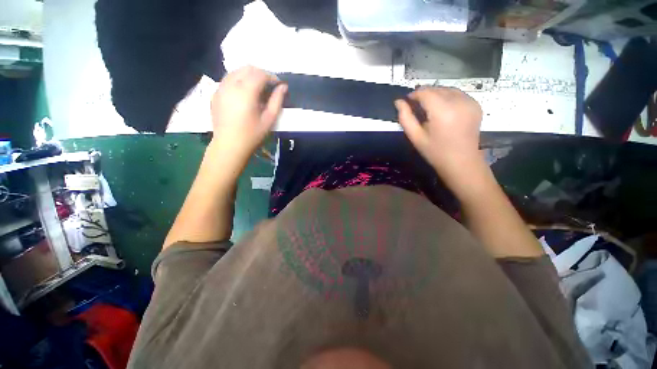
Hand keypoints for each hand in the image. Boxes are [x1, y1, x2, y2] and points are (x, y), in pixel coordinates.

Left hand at [210, 65, 286, 162]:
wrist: (229, 145)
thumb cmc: (252, 135)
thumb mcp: (269, 119)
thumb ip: (277, 101)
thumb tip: (283, 87)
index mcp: (246, 92)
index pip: (260, 74)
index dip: (272, 76)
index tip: (278, 85)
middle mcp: (231, 85)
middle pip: (247, 68)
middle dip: (261, 73)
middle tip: (269, 86)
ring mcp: (220, 88)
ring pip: (236, 71)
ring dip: (249, 75)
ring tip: (258, 89)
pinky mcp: (215, 93)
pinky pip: (228, 79)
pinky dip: (239, 80)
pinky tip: (244, 94)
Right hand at [395, 87, 483, 187]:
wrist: (461, 162)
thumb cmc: (435, 152)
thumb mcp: (415, 137)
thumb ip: (405, 118)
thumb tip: (398, 102)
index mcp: (442, 111)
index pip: (425, 92)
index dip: (413, 95)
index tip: (407, 103)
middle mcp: (458, 101)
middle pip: (436, 89)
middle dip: (424, 95)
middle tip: (417, 109)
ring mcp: (470, 102)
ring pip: (447, 89)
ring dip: (435, 96)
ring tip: (429, 110)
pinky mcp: (476, 105)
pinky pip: (457, 94)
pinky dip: (447, 98)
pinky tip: (443, 111)